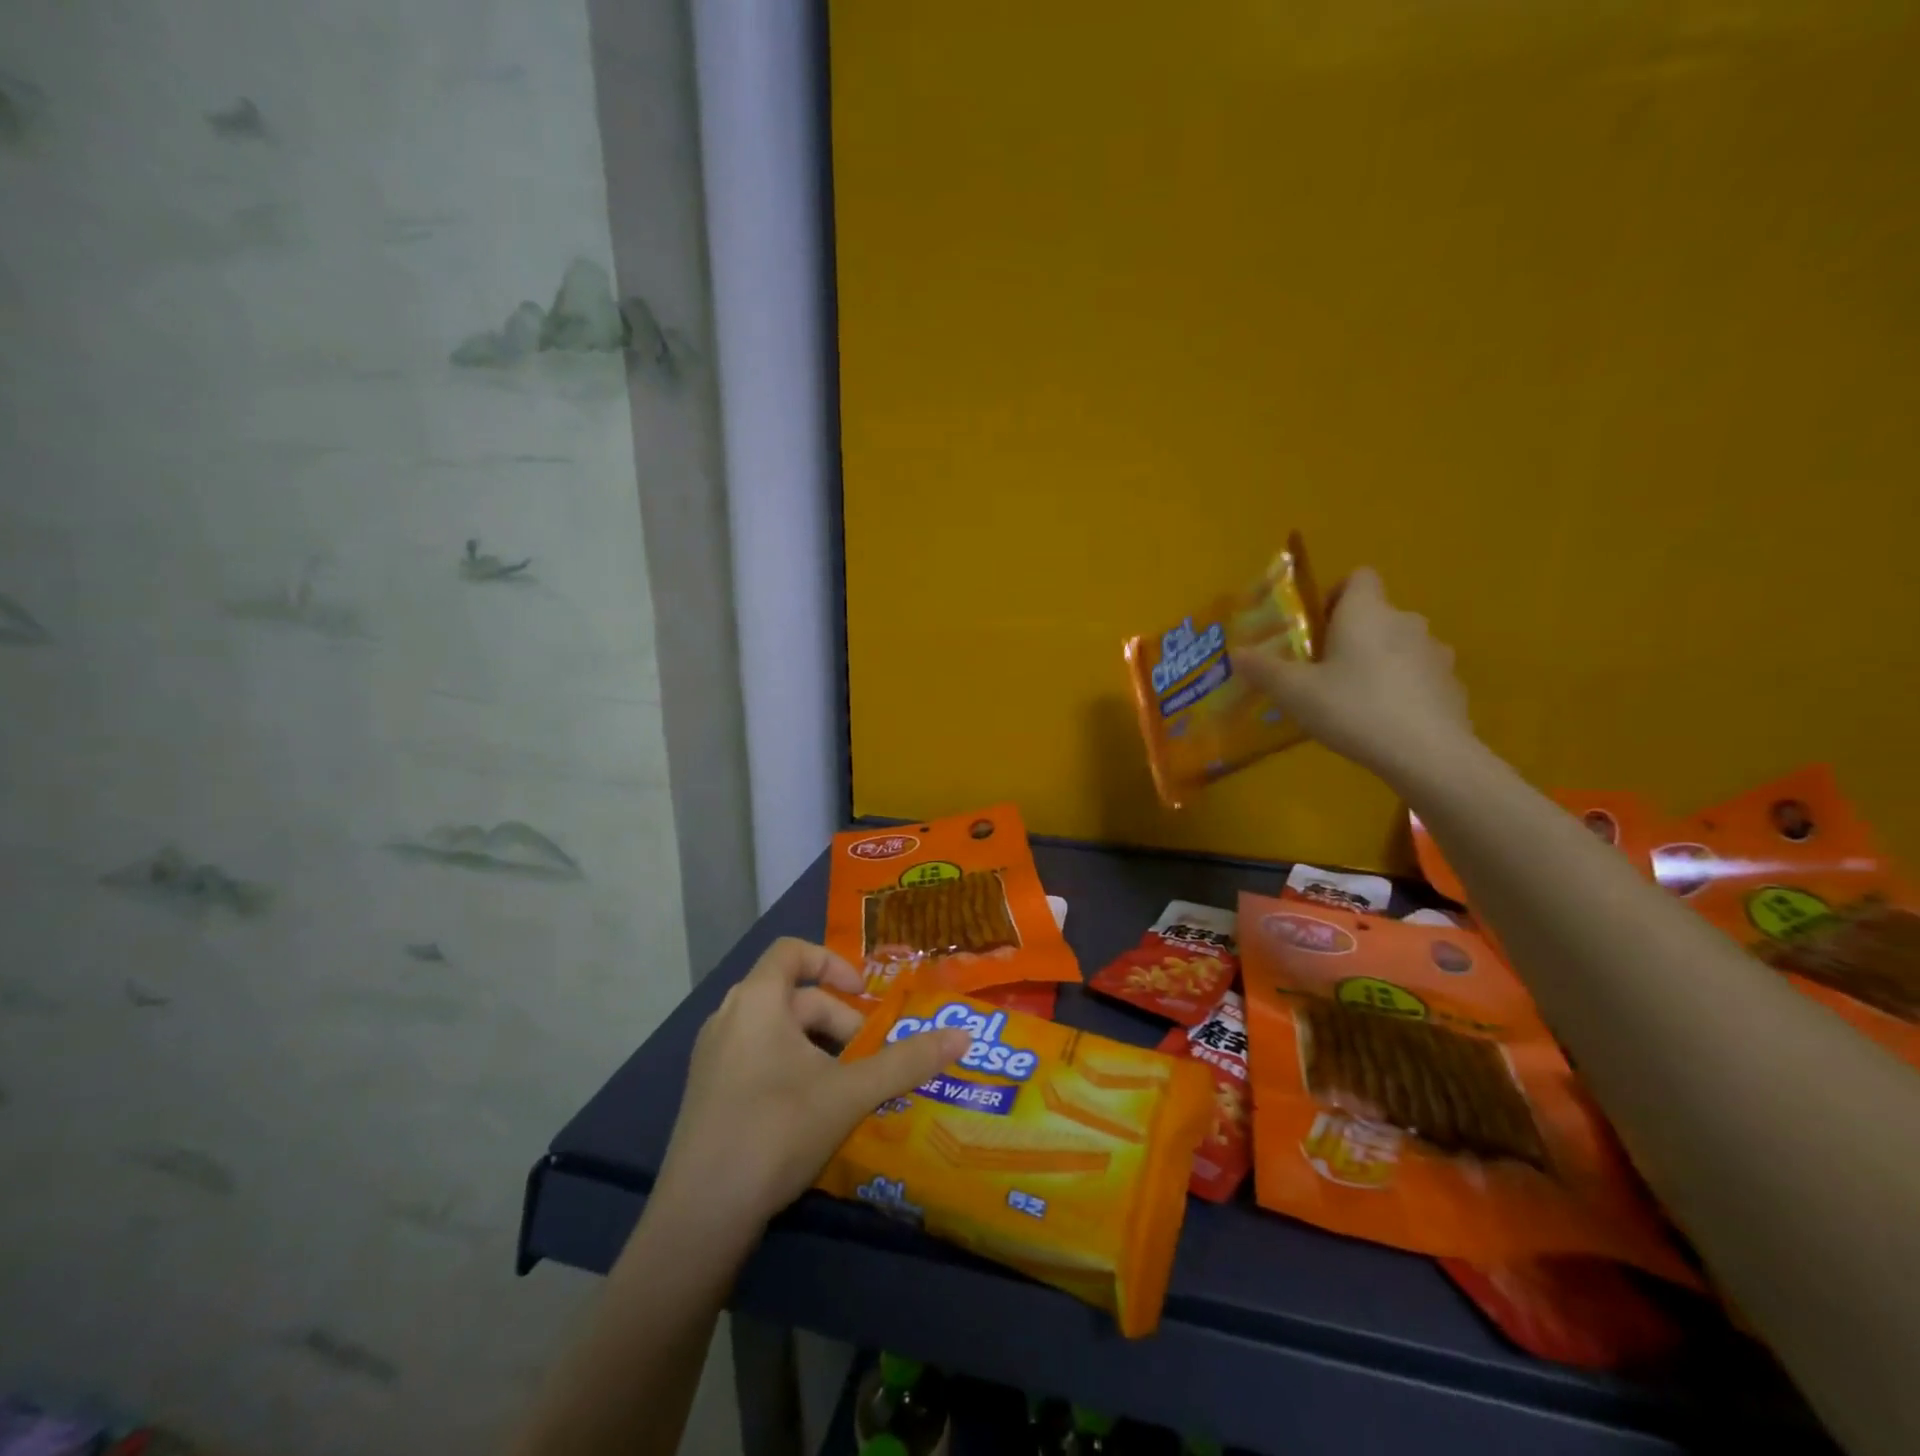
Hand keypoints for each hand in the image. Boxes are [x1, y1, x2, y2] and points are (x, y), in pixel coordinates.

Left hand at [653, 938, 969, 1233]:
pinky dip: (791, 1068)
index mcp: (757, 1000)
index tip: (864, 995)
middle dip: (838, 1021)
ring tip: (848, 1086)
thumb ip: (906, 1062)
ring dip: (818, 1048)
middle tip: (869, 1059)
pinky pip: (757, 1058)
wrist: (701, 1215)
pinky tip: (812, 1112)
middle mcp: (728, 1017)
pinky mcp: (707, 1092)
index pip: (793, 951)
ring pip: (776, 1031)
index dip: (833, 962)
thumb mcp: (850, 1094)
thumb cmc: (776, 1131)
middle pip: (793, 997)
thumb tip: (963, 1035)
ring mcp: (712, 1057)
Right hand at [1232, 567, 1472, 782]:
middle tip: (1324, 672)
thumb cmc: (1353, 708)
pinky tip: (1386, 722)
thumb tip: (1236, 652)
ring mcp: (1435, 653)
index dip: (1335, 596)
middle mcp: (1405, 621)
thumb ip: (1263, 669)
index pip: (1358, 577)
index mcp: (1366, 612)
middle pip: (1376, 615)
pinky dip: (1402, 689)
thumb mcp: (1294, 692)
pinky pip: (1419, 677)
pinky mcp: (1452, 685)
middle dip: (1351, 636)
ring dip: (1378, 662)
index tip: (1316, 628)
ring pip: (1399, 646)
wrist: (1427, 753)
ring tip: (1355, 700)